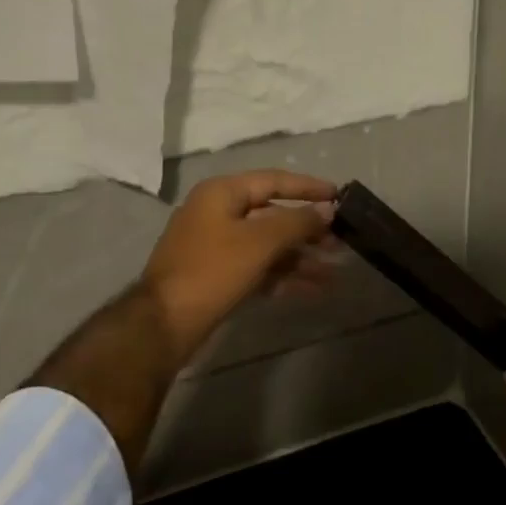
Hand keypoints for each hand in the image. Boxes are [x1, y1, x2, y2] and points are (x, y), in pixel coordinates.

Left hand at [142, 169, 339, 365]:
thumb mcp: (259, 242)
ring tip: (332, 273)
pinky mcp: (218, 275)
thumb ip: (297, 222)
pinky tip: (312, 289)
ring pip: (268, 245)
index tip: (339, 196)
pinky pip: (258, 268)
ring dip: (300, 258)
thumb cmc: (213, 270)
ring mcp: (216, 246)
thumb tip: (327, 210)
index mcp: (222, 193)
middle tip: (340, 242)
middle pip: (272, 215)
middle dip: (307, 230)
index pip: (274, 181)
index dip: (308, 188)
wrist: (165, 323)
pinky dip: (283, 276)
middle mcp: (218, 214)